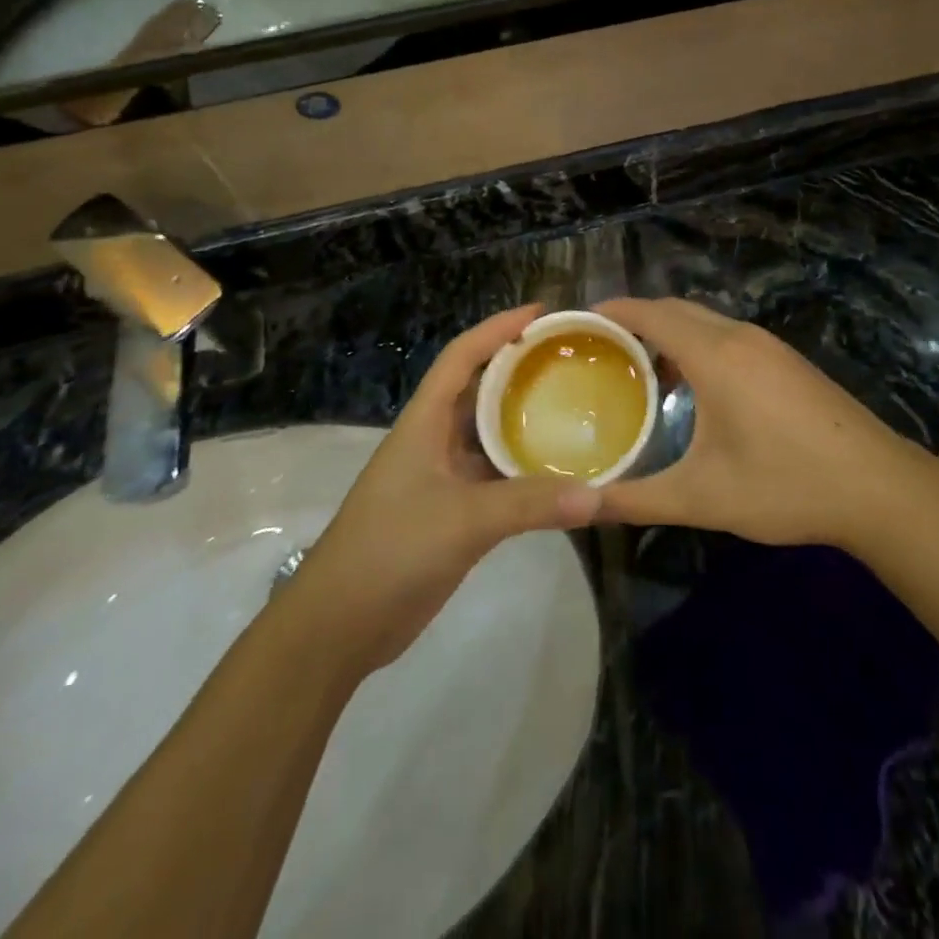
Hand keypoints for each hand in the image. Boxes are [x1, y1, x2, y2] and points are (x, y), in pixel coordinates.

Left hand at [283, 306, 601, 673]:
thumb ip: (530, 504)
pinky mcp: (452, 513)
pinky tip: (560, 472)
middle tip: (571, 360)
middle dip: (520, 370)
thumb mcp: (462, 520)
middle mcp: (434, 440)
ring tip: (575, 407)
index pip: (461, 357)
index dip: (497, 329)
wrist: (339, 625)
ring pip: (490, 436)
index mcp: (424, 423)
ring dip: (526, 422)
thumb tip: (599, 495)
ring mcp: (442, 478)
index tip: (541, 313)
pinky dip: (526, 471)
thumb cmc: (390, 551)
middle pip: (480, 390)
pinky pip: (496, 478)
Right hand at [592, 298, 938, 548]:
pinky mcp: (788, 361)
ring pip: (705, 321)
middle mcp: (740, 337)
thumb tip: (581, 506)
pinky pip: (728, 336)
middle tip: (598, 348)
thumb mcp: (703, 497)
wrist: (880, 488)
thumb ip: (636, 499)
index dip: (610, 311)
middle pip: (676, 309)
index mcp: (715, 355)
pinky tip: (692, 386)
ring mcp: (769, 346)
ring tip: (637, 367)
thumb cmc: (786, 484)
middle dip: (635, 319)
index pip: (650, 313)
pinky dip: (696, 344)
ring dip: (668, 332)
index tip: (575, 322)